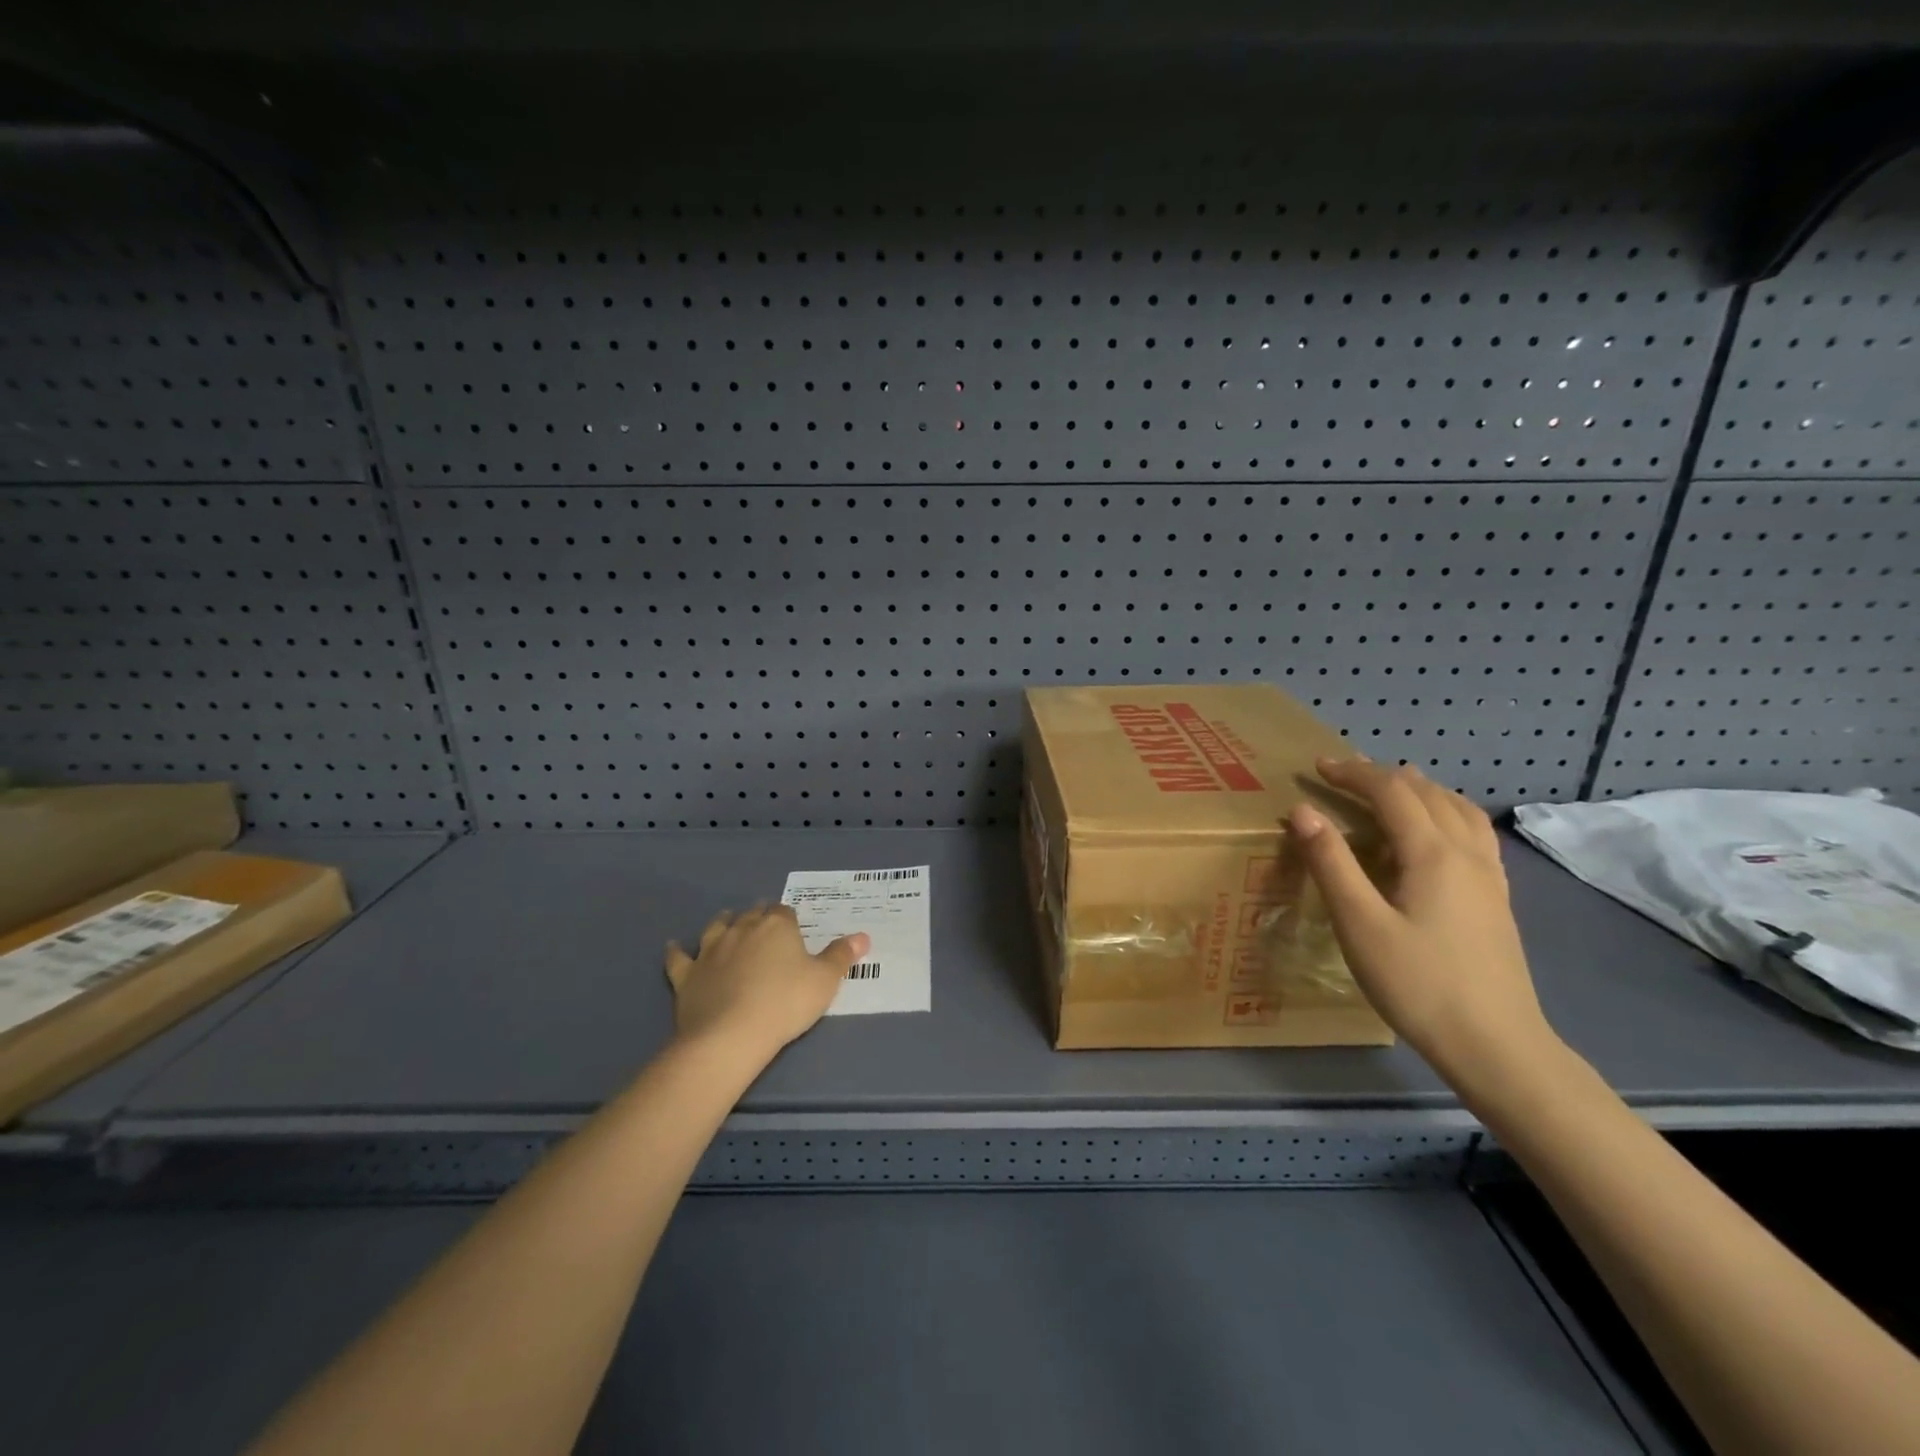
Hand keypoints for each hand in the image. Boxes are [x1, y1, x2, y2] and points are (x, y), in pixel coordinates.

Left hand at [664, 905, 869, 1061]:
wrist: (730, 1036)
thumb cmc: (785, 1003)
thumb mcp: (825, 981)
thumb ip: (842, 956)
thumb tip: (863, 936)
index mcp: (777, 925)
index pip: (784, 911)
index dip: (790, 920)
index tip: (795, 931)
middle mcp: (742, 928)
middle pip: (751, 914)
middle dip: (759, 917)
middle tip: (767, 929)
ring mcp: (710, 950)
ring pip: (716, 927)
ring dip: (723, 924)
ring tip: (727, 923)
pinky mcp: (687, 974)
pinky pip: (679, 958)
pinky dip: (677, 951)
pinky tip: (674, 946)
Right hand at [1289, 758, 1555, 1084]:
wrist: (1496, 1045)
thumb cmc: (1418, 983)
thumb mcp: (1359, 923)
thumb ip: (1331, 862)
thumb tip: (1303, 810)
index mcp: (1432, 853)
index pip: (1391, 792)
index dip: (1353, 773)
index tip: (1317, 767)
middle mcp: (1466, 853)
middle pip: (1426, 793)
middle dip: (1382, 776)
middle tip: (1343, 775)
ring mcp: (1489, 877)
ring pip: (1458, 810)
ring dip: (1421, 789)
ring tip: (1394, 787)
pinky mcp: (1496, 900)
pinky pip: (1473, 834)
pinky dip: (1447, 813)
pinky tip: (1439, 833)